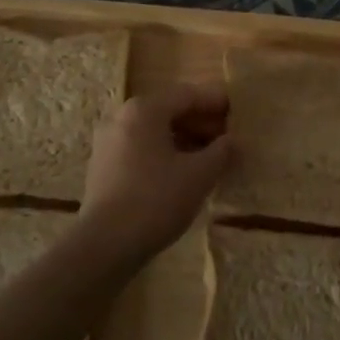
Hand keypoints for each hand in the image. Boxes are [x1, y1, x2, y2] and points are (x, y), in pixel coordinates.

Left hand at [79, 84, 232, 261]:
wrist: (104, 245)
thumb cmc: (156, 200)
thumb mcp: (199, 175)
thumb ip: (221, 152)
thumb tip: (233, 141)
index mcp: (144, 110)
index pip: (187, 94)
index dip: (215, 101)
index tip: (237, 110)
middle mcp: (121, 117)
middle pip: (169, 110)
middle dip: (200, 122)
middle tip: (226, 137)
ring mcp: (108, 142)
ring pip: (154, 131)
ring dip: (183, 139)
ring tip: (208, 157)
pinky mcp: (103, 166)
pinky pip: (140, 148)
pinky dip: (164, 152)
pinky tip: (182, 173)